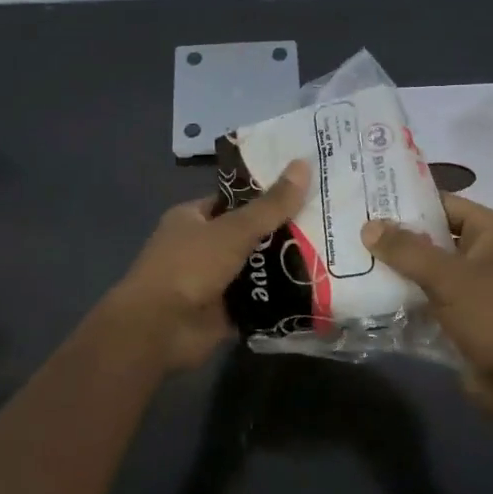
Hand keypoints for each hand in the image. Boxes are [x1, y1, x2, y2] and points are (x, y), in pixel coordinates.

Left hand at [97, 160, 311, 374]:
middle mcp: (202, 247)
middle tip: (330, 223)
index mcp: (193, 218)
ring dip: (286, 266)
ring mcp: (213, 281)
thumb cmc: (189, 267)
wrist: (159, 330)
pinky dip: (281, 297)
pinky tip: (318, 289)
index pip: (236, 200)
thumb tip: (303, 164)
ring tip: (333, 254)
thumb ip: (270, 205)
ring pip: (257, 268)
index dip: (268, 194)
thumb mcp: (233, 229)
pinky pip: (259, 299)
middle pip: (250, 234)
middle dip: (284, 232)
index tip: (307, 190)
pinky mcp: (226, 312)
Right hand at [361, 194, 492, 408]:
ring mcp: (473, 288)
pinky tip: (368, 295)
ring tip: (349, 260)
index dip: (405, 201)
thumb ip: (407, 251)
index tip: (364, 200)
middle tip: (348, 229)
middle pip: (431, 237)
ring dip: (395, 270)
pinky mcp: (462, 318)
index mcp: (492, 232)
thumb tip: (368, 226)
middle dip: (394, 237)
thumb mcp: (450, 278)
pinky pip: (427, 300)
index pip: (441, 203)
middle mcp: (483, 253)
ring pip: (426, 271)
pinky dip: (404, 299)